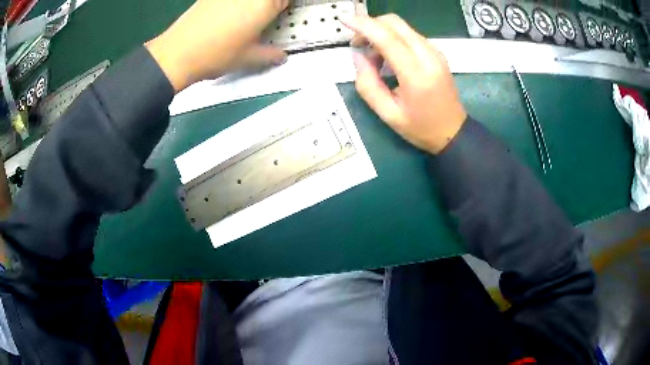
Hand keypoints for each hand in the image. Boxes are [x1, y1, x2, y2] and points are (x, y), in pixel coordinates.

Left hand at [145, 0, 289, 91]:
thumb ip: (270, 55)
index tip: (282, 15)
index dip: (285, 7)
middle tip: (265, 16)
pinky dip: (234, 5)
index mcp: (265, 4)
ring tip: (243, 19)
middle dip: (270, 6)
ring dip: (251, 6)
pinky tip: (226, 15)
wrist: (177, 53)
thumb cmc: (217, 55)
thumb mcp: (248, 58)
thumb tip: (281, 56)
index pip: (286, 0)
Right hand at [345, 15, 466, 153]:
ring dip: (382, 33)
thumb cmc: (421, 128)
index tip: (345, 21)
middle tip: (358, 44)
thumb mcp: (388, 114)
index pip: (388, 38)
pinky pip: (410, 35)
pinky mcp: (436, 52)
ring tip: (374, 57)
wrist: (454, 132)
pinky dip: (393, 38)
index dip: (364, 25)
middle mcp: (428, 56)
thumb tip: (358, 56)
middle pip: (395, 23)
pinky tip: (389, 58)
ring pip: (402, 27)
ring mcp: (435, 52)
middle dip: (371, 26)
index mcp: (416, 75)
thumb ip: (368, 84)